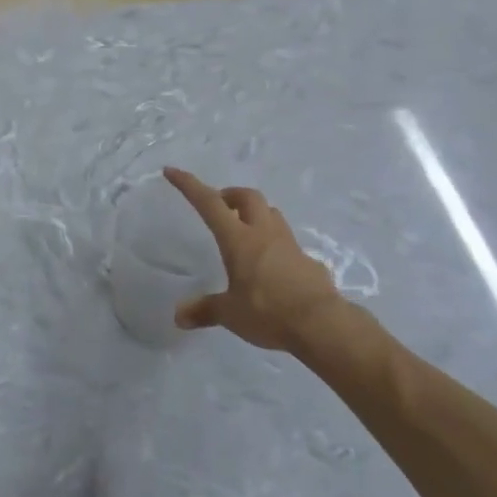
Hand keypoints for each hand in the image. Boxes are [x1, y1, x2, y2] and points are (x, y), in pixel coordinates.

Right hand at [163, 167, 357, 358]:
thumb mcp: (230, 314)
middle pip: (248, 197)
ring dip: (254, 213)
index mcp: (239, 240)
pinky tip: (270, 266)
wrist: (323, 325)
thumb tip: (179, 317)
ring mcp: (289, 245)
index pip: (209, 203)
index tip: (172, 171)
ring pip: (271, 213)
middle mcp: (264, 234)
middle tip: (219, 207)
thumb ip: (205, 310)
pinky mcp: (308, 261)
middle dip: (230, 195)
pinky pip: (287, 241)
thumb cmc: (268, 312)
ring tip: (243, 230)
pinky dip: (274, 243)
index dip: (190, 185)